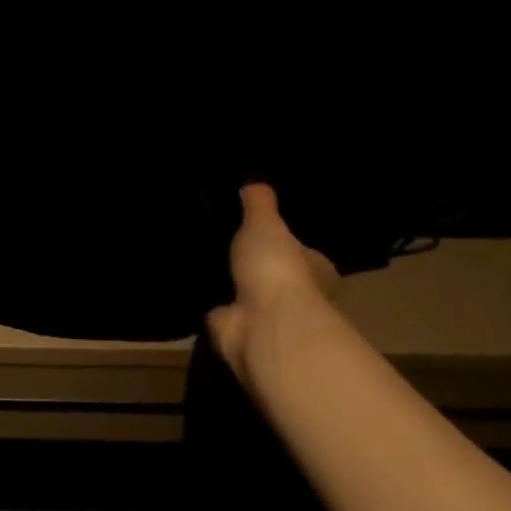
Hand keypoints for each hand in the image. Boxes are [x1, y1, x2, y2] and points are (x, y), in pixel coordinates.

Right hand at [208, 184, 340, 381]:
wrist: (262, 325)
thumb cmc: (277, 268)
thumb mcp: (266, 223)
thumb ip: (259, 202)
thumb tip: (256, 179)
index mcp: (317, 269)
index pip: (306, 254)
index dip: (289, 243)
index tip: (267, 231)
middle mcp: (299, 297)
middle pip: (276, 275)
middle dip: (258, 264)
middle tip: (228, 241)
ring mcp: (268, 317)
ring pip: (249, 294)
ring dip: (232, 283)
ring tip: (205, 257)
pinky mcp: (240, 331)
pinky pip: (223, 310)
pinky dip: (212, 301)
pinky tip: (193, 282)